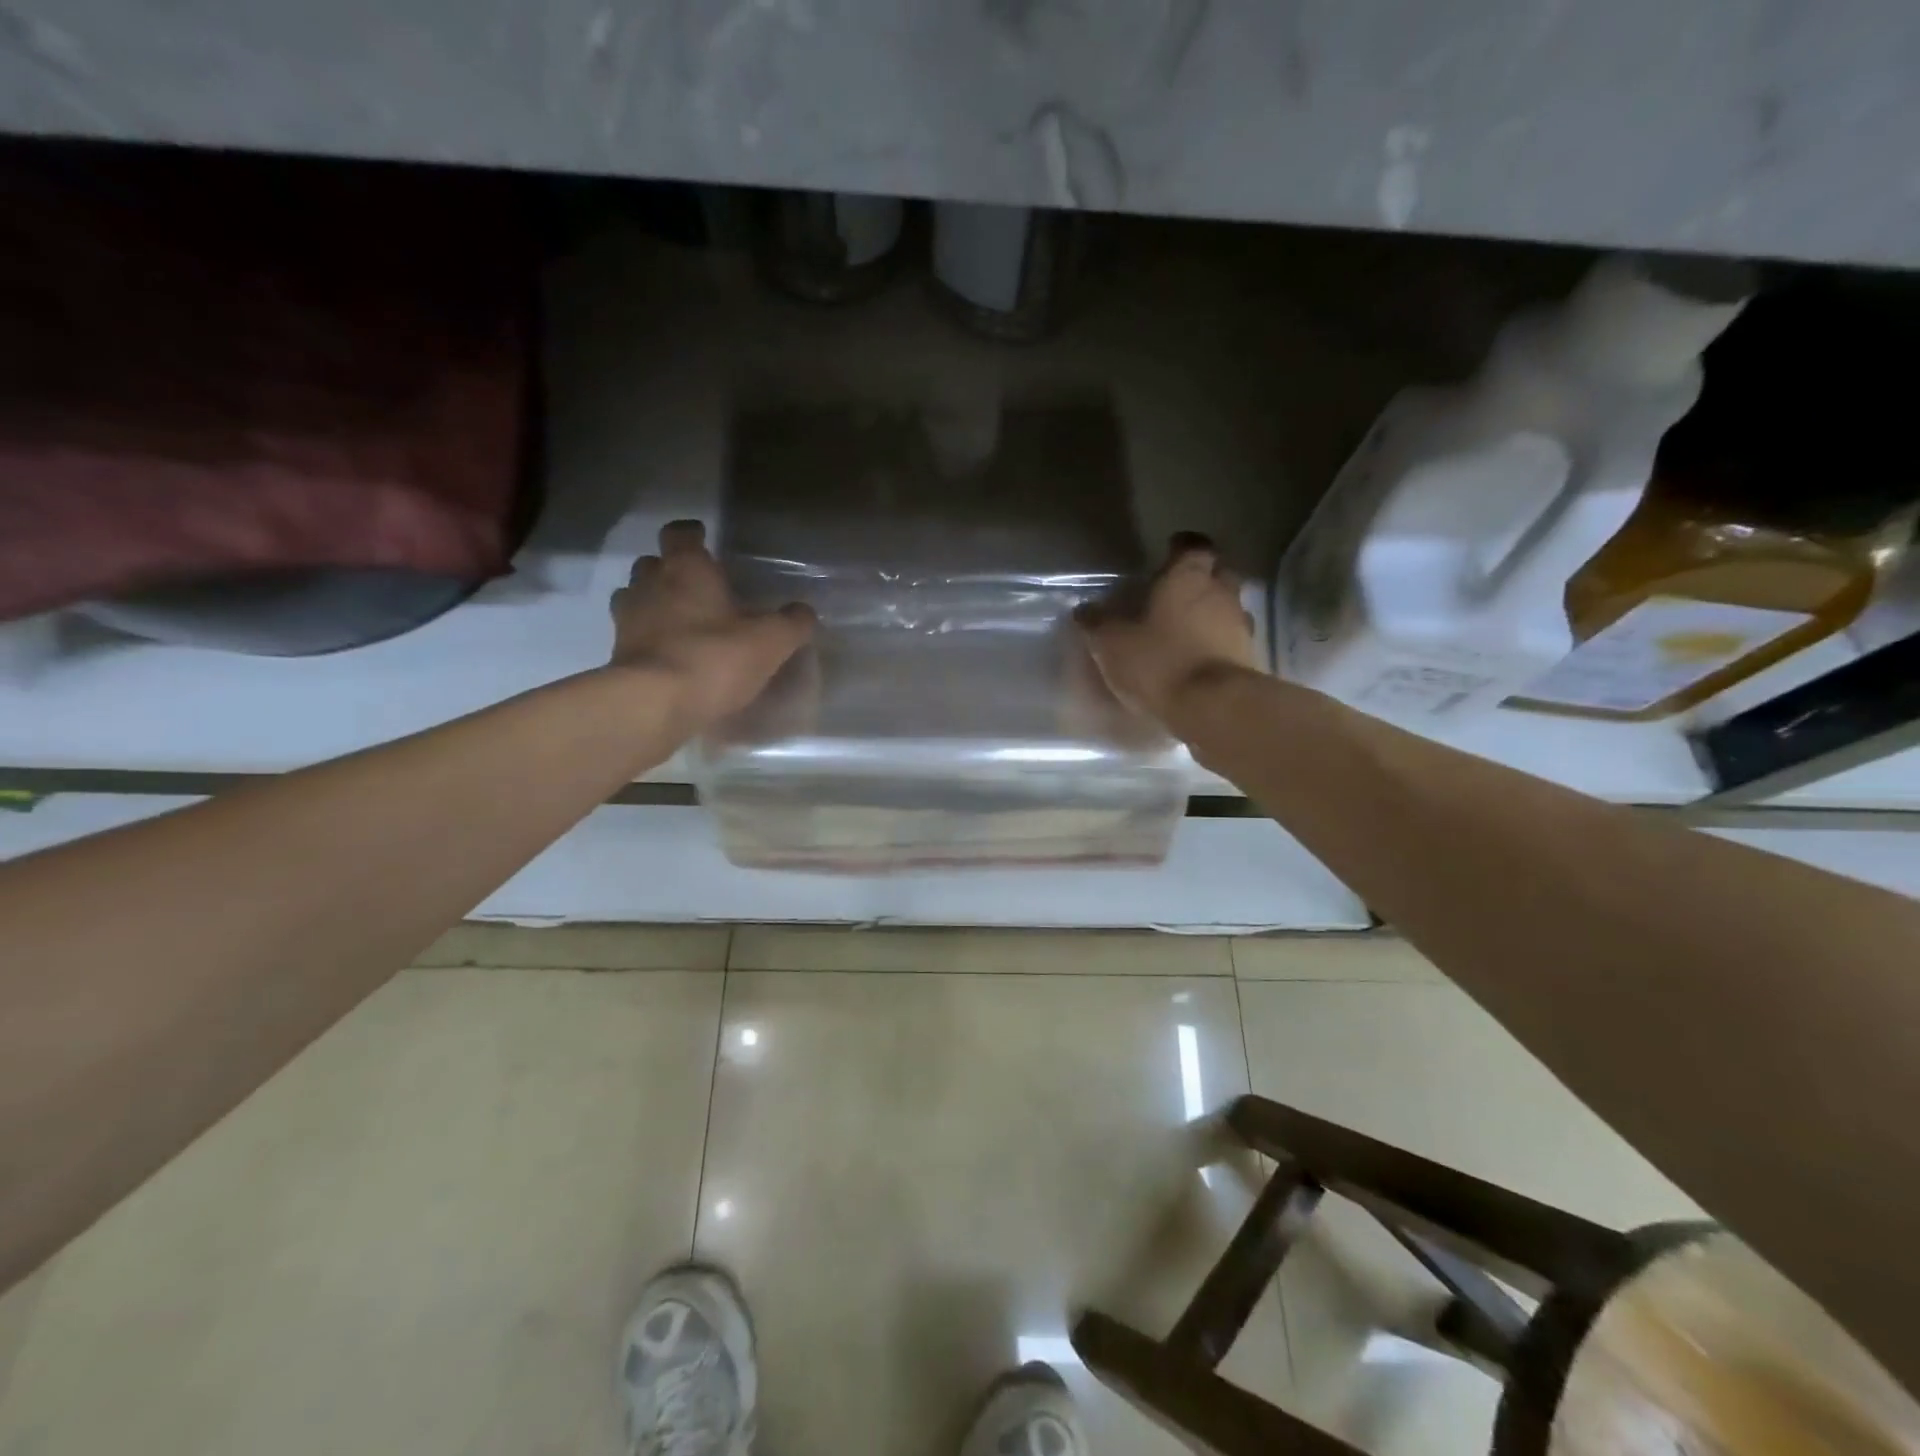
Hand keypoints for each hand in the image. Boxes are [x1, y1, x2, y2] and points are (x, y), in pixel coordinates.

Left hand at [609, 521, 816, 733]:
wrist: (654, 704)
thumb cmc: (714, 658)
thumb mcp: (770, 641)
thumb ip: (791, 623)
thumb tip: (804, 612)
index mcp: (686, 569)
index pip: (680, 533)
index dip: (692, 533)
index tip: (704, 538)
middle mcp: (650, 584)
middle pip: (653, 563)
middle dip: (671, 569)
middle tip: (697, 586)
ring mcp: (628, 619)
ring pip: (636, 596)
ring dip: (654, 602)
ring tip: (680, 620)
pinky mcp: (617, 654)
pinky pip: (633, 634)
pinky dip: (648, 638)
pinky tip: (670, 654)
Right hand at [1075, 533, 1259, 723]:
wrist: (1213, 707)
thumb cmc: (1159, 661)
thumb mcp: (1112, 644)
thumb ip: (1098, 623)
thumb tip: (1084, 610)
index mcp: (1188, 578)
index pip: (1193, 546)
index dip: (1180, 547)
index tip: (1168, 552)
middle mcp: (1221, 593)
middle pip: (1218, 573)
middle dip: (1201, 578)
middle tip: (1177, 592)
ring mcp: (1240, 626)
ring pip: (1228, 607)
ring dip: (1211, 613)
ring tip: (1187, 629)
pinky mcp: (1250, 658)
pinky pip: (1232, 640)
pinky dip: (1218, 643)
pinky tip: (1199, 658)